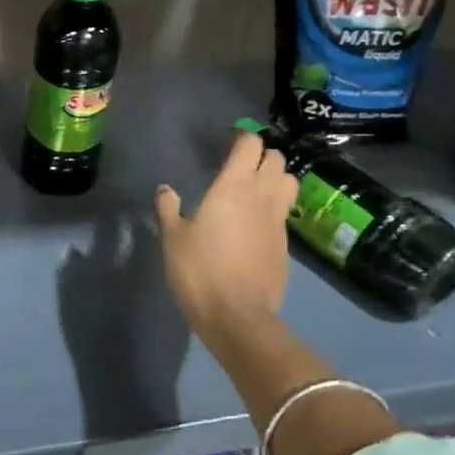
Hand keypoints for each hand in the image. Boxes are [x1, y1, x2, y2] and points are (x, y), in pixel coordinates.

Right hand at [155, 131, 298, 338]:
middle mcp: (261, 196)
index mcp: (233, 186)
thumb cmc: (199, 270)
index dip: (242, 137)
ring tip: (255, 189)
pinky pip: (284, 213)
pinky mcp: (286, 245)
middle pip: (276, 159)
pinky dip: (274, 208)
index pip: (250, 144)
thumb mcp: (173, 238)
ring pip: (289, 182)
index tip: (228, 142)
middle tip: (240, 165)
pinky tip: (256, 224)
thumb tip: (165, 189)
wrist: (237, 316)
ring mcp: (278, 221)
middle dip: (262, 155)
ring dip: (276, 178)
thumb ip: (168, 208)